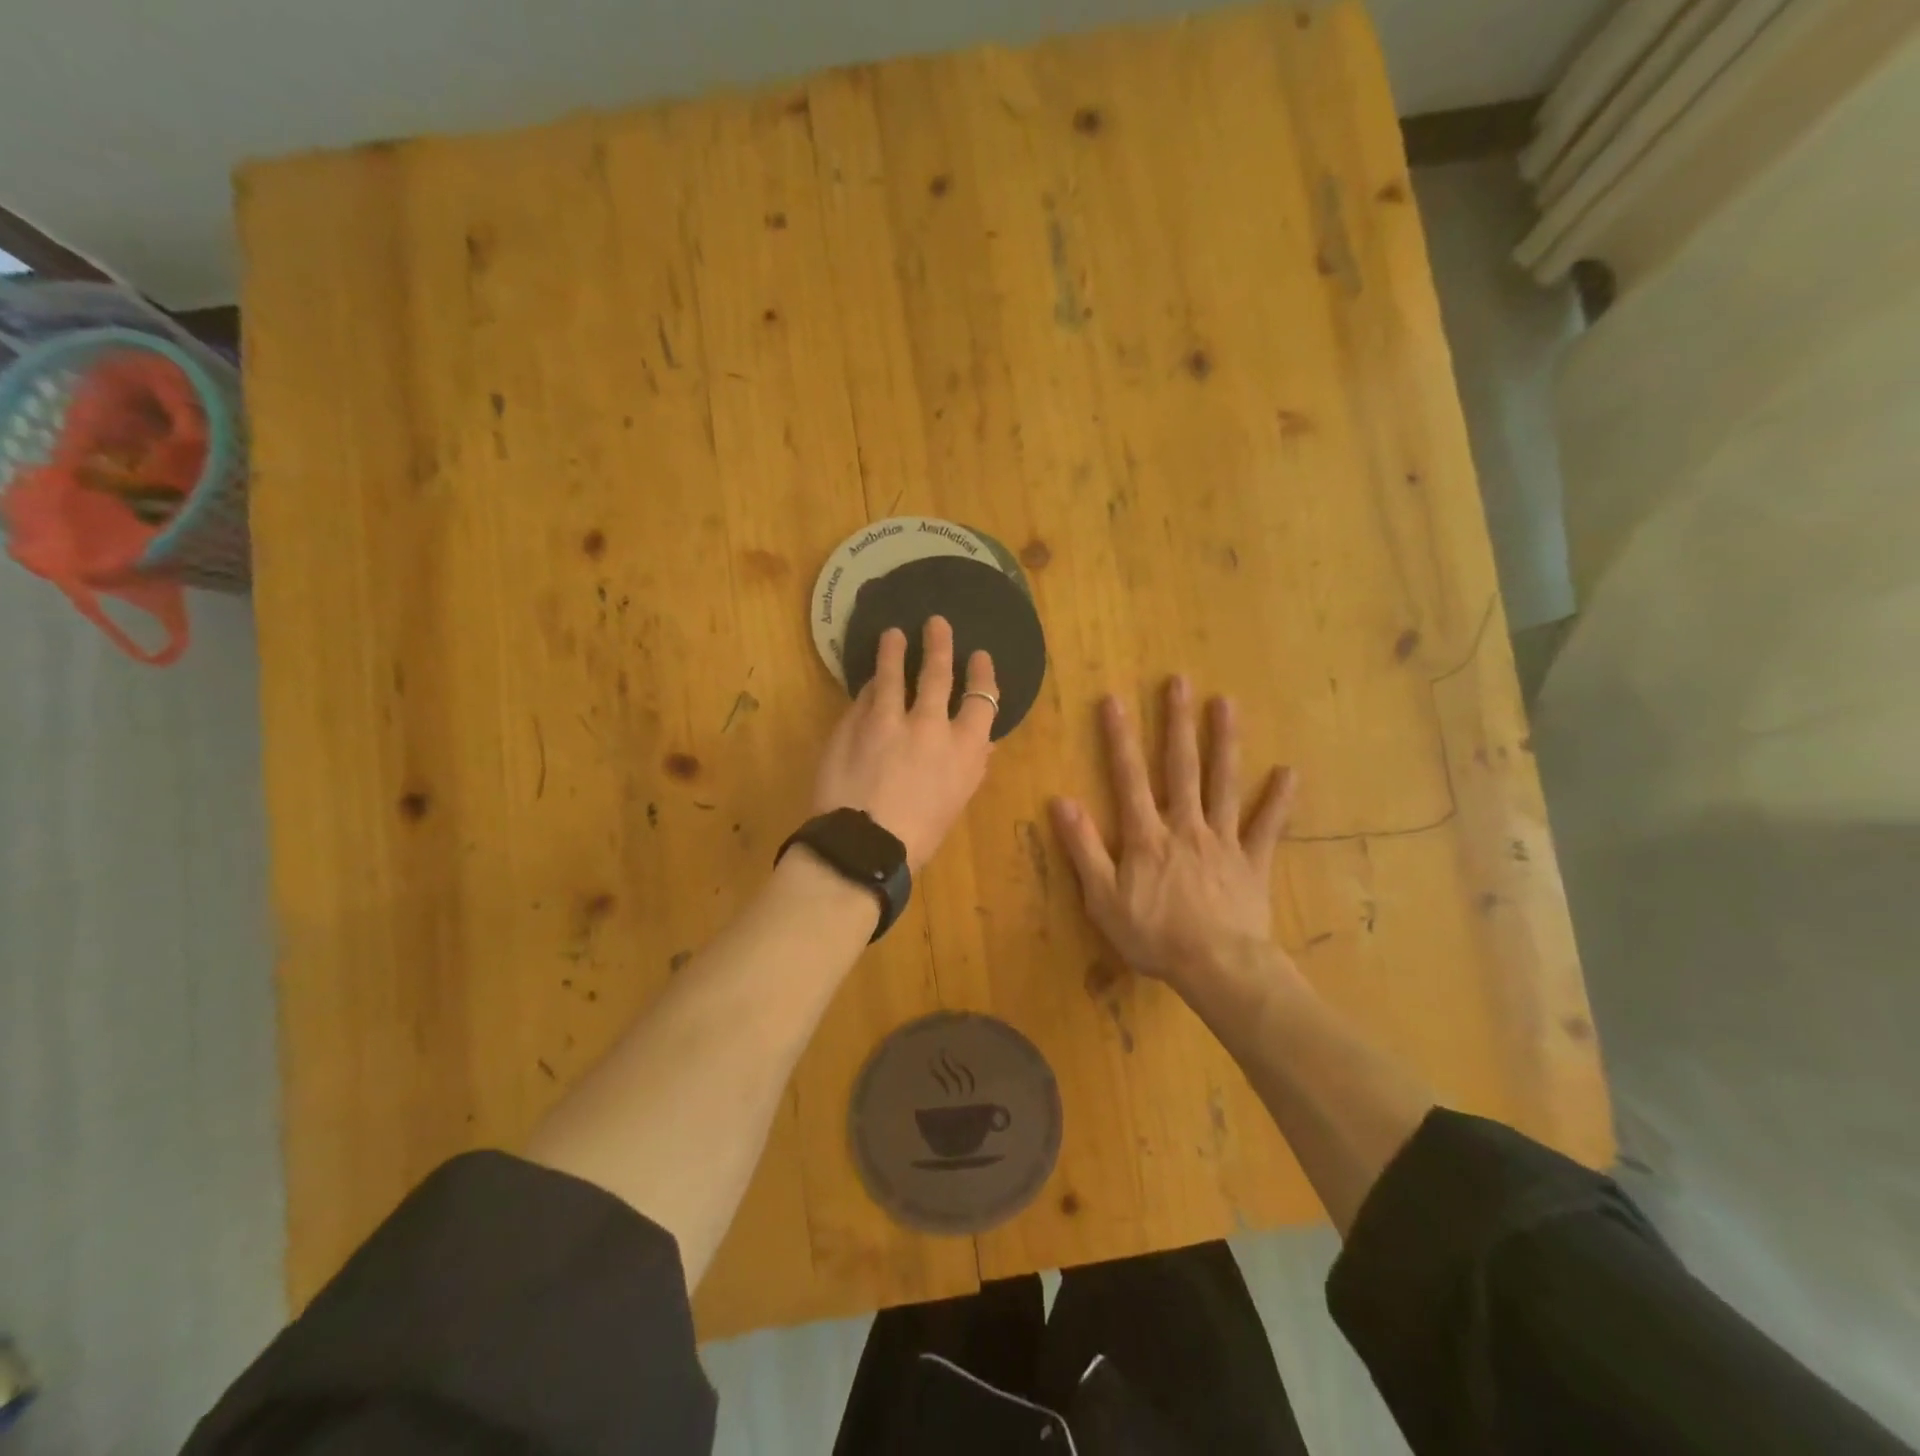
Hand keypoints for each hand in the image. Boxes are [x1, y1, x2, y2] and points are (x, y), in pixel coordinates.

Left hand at [812, 616, 996, 870]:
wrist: (863, 847)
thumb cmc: (919, 836)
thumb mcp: (956, 802)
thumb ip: (969, 765)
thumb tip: (980, 743)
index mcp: (965, 748)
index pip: (982, 698)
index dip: (982, 674)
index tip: (979, 657)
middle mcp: (929, 725)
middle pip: (937, 674)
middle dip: (939, 645)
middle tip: (936, 623)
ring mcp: (886, 720)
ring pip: (891, 674)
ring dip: (893, 651)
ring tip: (892, 634)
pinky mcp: (851, 724)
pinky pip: (862, 698)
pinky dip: (868, 689)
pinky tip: (867, 682)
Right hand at [1051, 676, 1296, 996]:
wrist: (1216, 967)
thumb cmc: (1154, 936)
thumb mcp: (1102, 899)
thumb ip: (1083, 849)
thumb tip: (1061, 802)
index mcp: (1146, 836)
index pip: (1129, 778)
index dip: (1119, 738)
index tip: (1114, 700)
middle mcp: (1185, 826)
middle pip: (1180, 768)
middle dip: (1177, 723)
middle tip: (1179, 682)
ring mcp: (1223, 841)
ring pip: (1223, 783)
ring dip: (1224, 742)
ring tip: (1226, 703)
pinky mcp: (1252, 862)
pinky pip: (1267, 827)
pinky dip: (1278, 800)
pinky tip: (1289, 771)